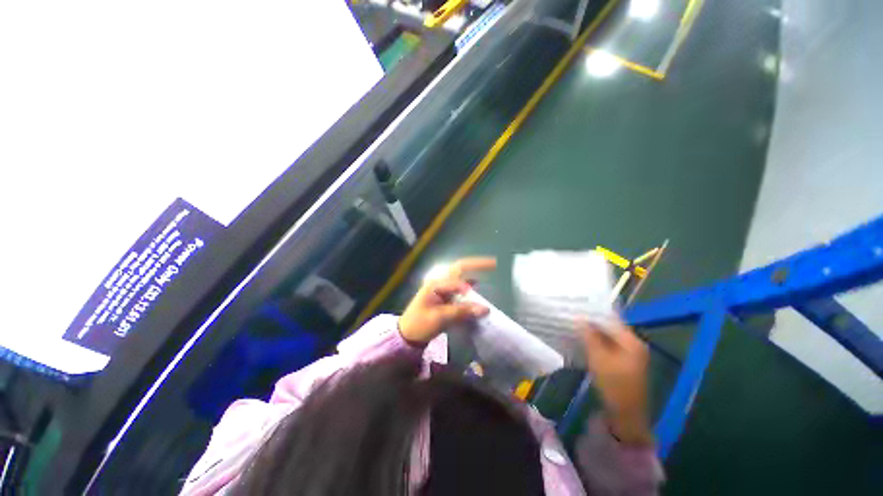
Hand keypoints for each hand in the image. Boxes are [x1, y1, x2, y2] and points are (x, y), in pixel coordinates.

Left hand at [398, 258, 496, 344]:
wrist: (407, 335)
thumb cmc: (420, 324)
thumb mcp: (440, 318)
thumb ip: (463, 311)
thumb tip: (485, 309)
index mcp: (436, 284)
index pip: (457, 281)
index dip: (469, 290)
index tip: (479, 305)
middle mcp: (440, 282)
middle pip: (459, 269)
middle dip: (476, 265)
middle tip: (493, 263)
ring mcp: (442, 289)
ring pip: (460, 277)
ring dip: (472, 273)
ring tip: (489, 270)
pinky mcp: (444, 297)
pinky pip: (459, 288)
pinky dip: (468, 287)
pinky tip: (476, 287)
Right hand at [581, 320, 652, 445]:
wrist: (626, 415)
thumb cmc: (614, 385)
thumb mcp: (598, 358)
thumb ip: (589, 336)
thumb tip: (580, 318)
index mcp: (632, 341)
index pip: (611, 318)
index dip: (594, 313)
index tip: (577, 307)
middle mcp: (634, 344)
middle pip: (611, 327)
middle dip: (592, 322)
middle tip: (573, 316)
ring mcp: (631, 354)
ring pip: (609, 336)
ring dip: (594, 332)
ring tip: (576, 325)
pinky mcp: (625, 362)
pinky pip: (610, 345)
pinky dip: (598, 341)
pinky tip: (584, 340)